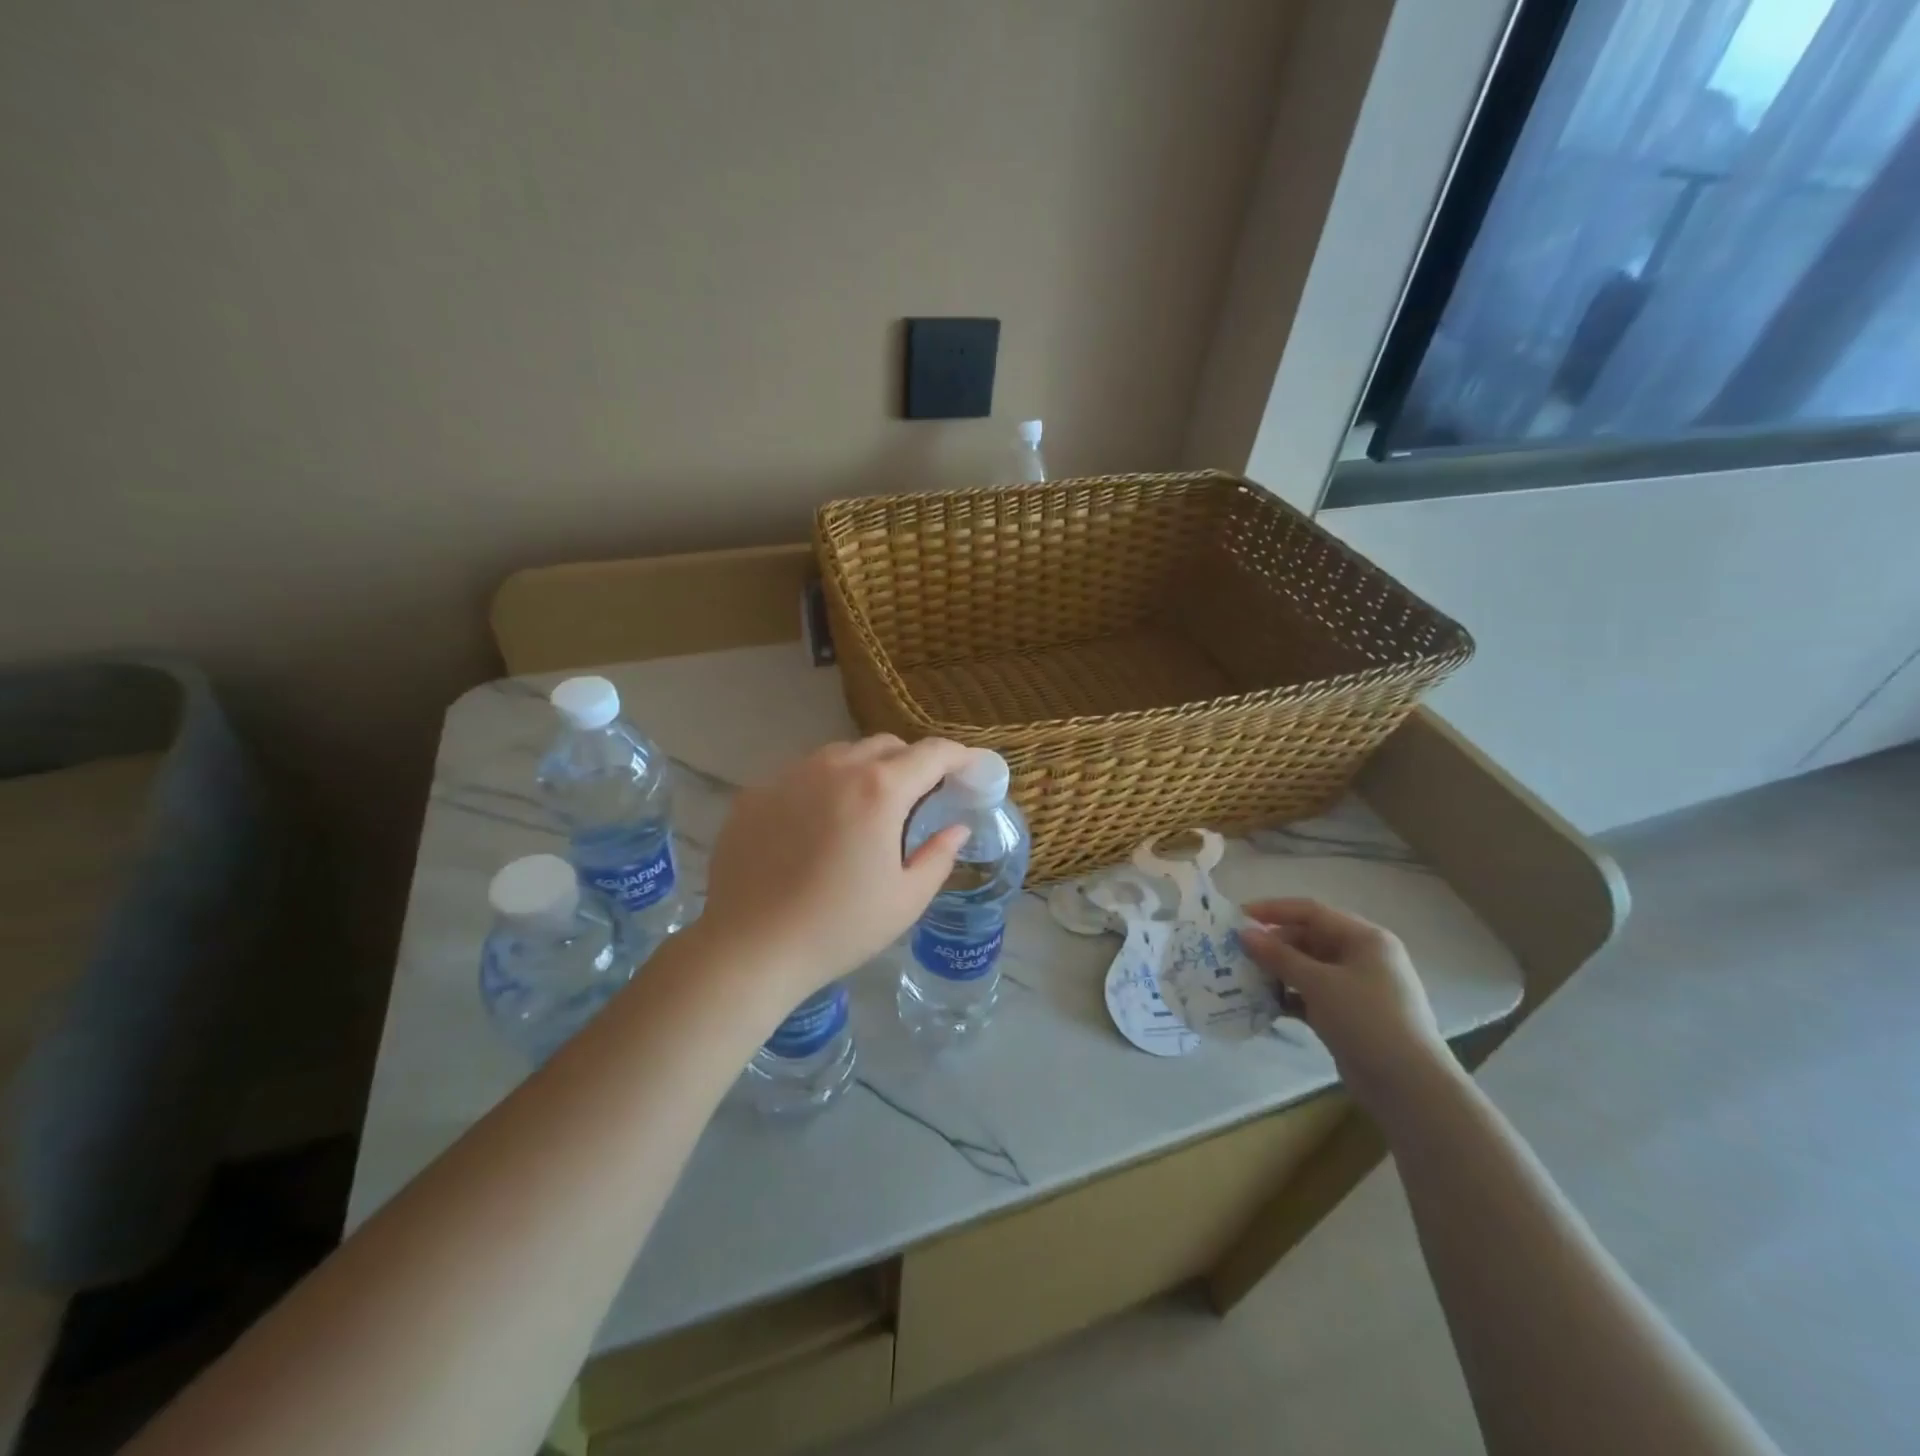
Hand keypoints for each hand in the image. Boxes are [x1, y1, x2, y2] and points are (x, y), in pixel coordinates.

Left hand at [696, 735, 974, 1004]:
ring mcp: (789, 775)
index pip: (932, 753)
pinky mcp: (755, 793)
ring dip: (865, 770)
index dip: (959, 756)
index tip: (971, 768)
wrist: (749, 948)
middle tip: (919, 797)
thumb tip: (955, 828)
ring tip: (866, 810)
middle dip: (911, 762)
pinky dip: (823, 788)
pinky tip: (815, 828)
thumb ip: (938, 855)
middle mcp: (835, 768)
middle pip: (886, 745)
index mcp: (880, 790)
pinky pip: (802, 775)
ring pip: (840, 754)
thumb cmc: (840, 927)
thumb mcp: (906, 899)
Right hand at [1239, 899, 1453, 1110]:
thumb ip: (1279, 956)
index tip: (1238, 916)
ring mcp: (1357, 988)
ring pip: (1308, 968)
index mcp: (1365, 938)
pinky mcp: (1348, 1015)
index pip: (1312, 912)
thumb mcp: (1319, 983)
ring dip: (1278, 971)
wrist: (1410, 1087)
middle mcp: (1363, 957)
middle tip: (1237, 951)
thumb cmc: (1367, 1020)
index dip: (1273, 910)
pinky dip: (1289, 996)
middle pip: (1309, 939)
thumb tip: (1244, 933)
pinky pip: (1312, 994)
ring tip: (1244, 976)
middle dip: (1273, 944)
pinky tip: (1263, 1003)